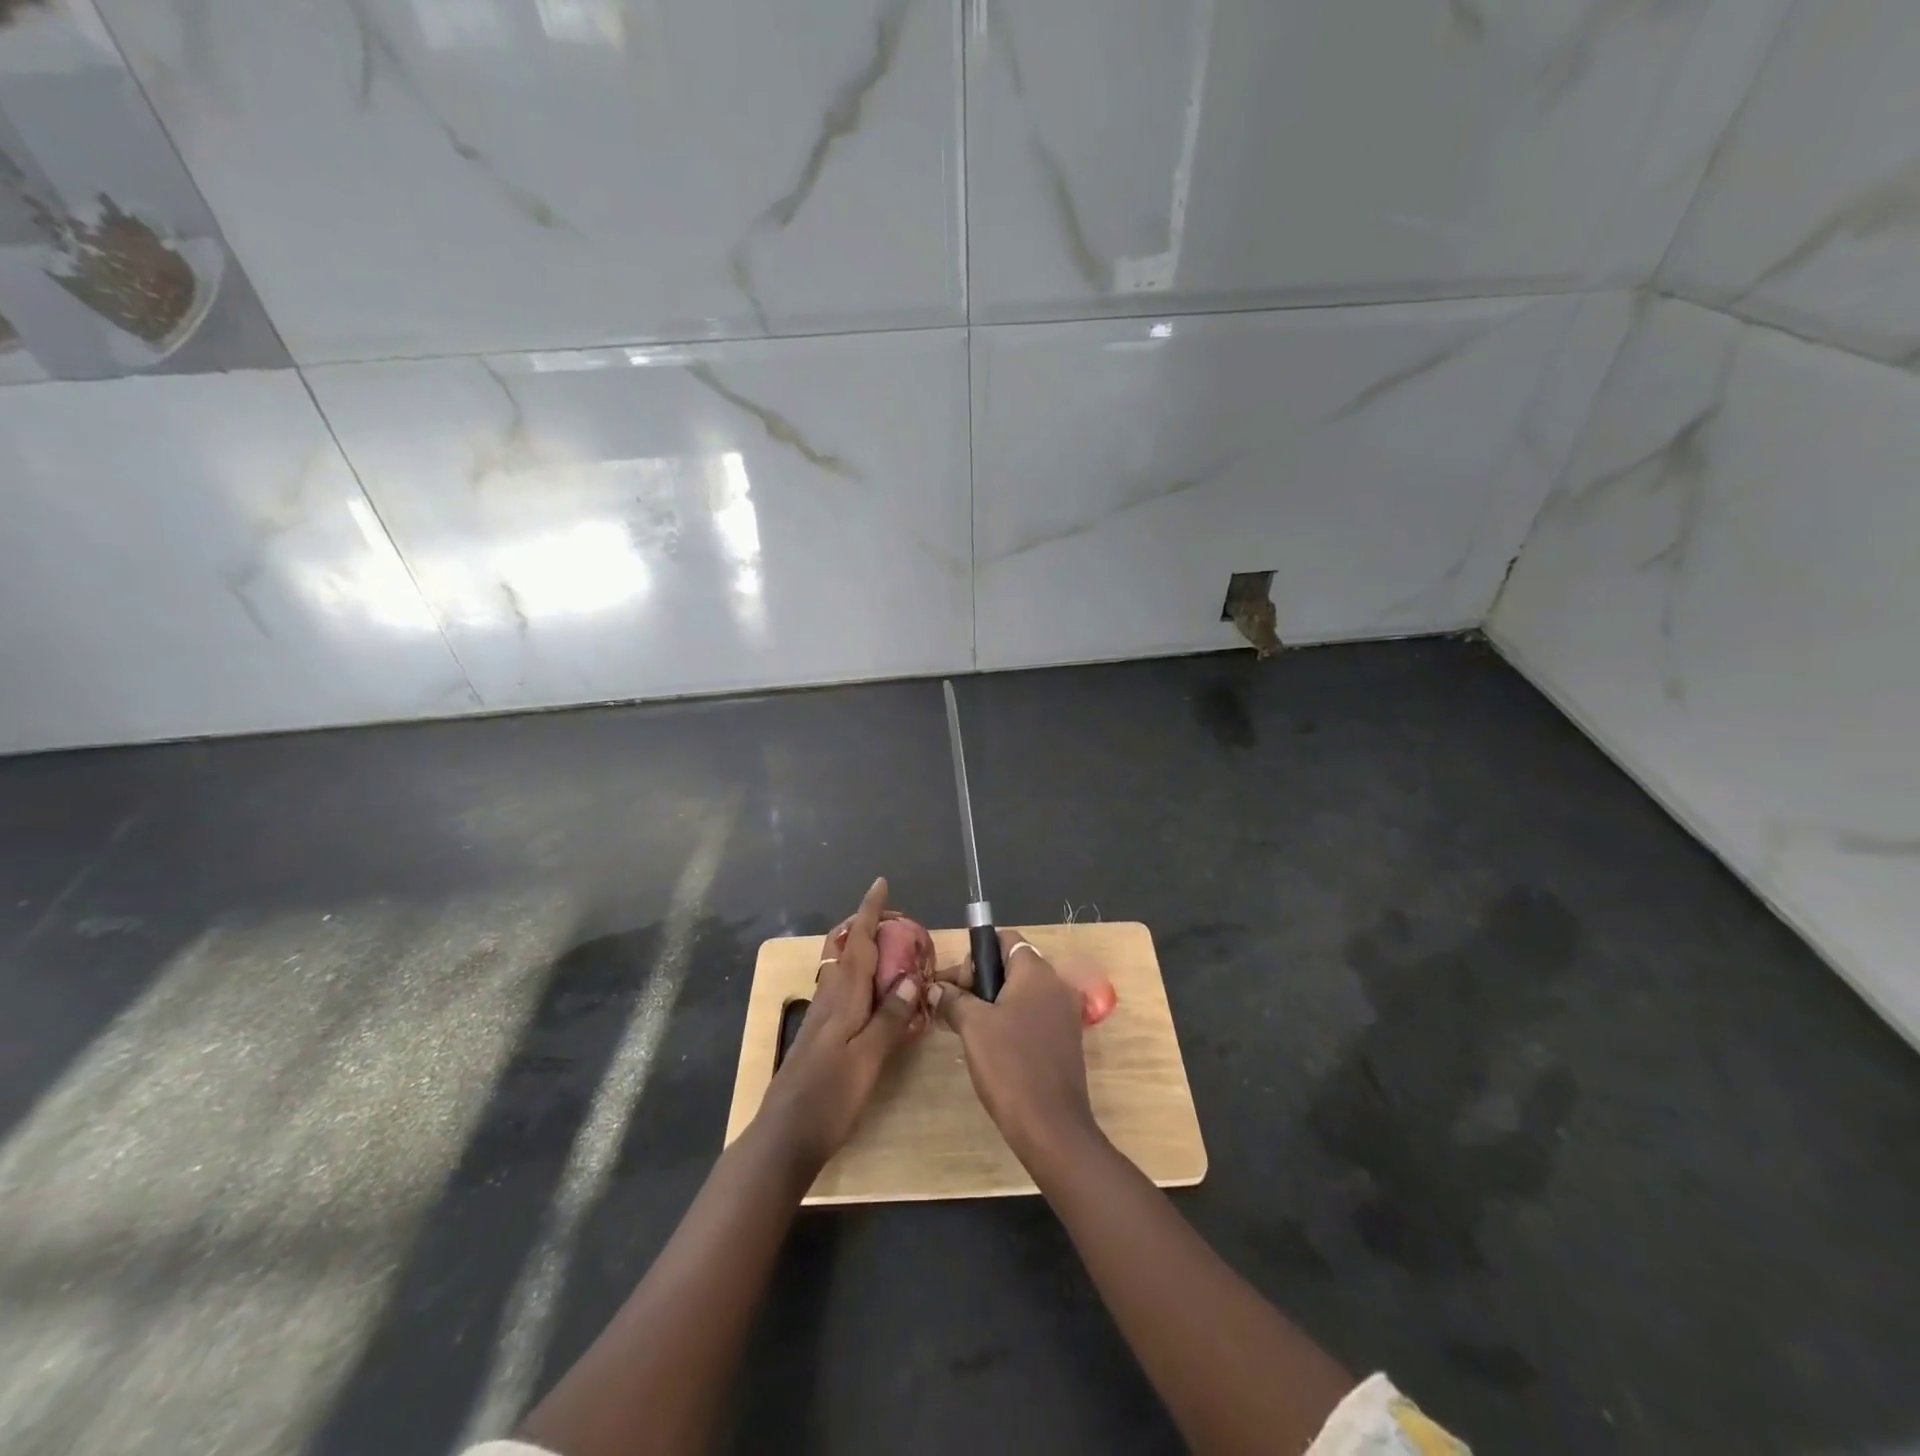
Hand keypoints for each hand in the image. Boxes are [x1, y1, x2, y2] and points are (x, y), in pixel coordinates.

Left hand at [760, 877, 927, 1166]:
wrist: (784, 1138)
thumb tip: (911, 978)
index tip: (880, 884)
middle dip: (868, 928)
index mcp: (842, 998)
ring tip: (891, 949)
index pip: (857, 943)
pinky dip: (862, 978)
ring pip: (844, 970)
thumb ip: (890, 1018)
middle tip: (897, 920)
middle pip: (848, 951)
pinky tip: (874, 995)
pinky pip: (844, 991)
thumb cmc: (829, 1097)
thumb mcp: (869, 1059)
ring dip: (864, 951)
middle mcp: (829, 999)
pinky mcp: (820, 1036)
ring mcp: (821, 1018)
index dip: (869, 912)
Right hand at [930, 930, 1098, 1166]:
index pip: (1004, 939)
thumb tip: (937, 988)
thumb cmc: (1009, 1065)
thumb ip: (953, 998)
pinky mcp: (1065, 1039)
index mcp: (1036, 971)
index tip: (958, 983)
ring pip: (1021, 992)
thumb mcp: (972, 1026)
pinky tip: (990, 1046)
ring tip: (966, 1028)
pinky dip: (1010, 1020)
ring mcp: (1064, 1013)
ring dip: (992, 1002)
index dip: (976, 954)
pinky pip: (1032, 1015)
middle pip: (1012, 964)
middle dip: (980, 980)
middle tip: (955, 1007)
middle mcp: (1055, 984)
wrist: (1051, 1126)